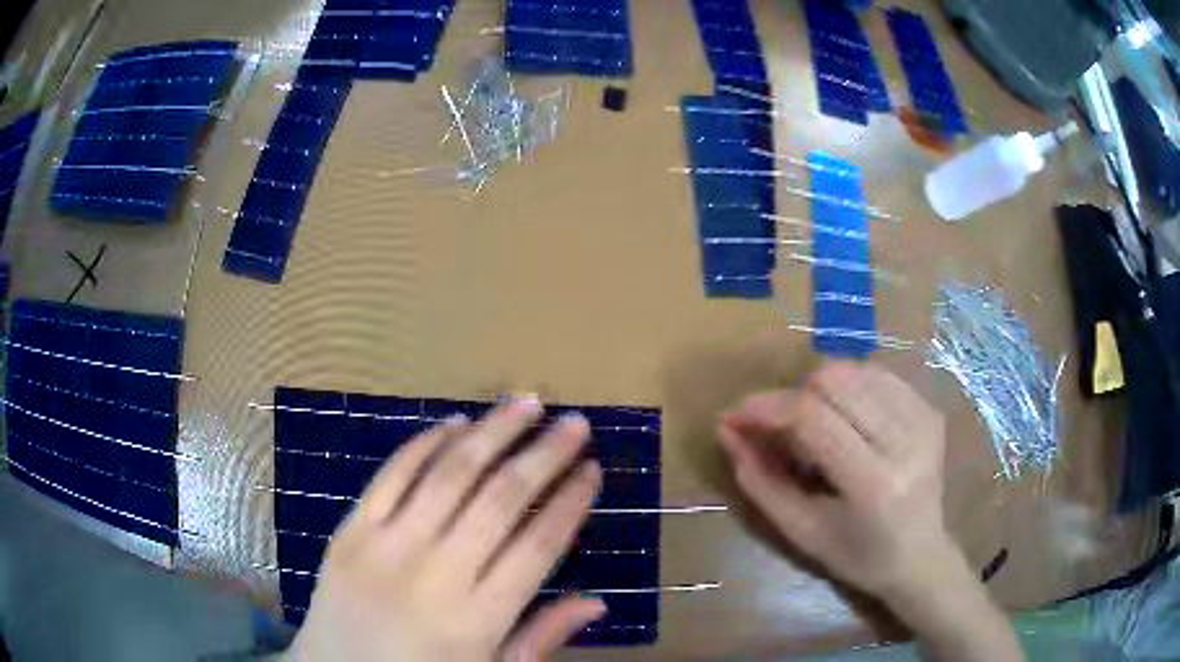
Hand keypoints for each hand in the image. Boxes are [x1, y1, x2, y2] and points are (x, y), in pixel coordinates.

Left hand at [287, 399, 606, 661]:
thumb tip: (598, 602)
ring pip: (447, 475)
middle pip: (498, 500)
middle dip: (544, 456)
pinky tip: (454, 423)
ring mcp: (385, 548)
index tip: (593, 469)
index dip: (569, 503)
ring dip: (491, 433)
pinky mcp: (349, 531)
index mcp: (476, 620)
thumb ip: (541, 639)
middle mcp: (434, 576)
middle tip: (575, 424)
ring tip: (526, 403)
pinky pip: (391, 477)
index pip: (537, 546)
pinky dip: (424, 445)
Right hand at [717, 361, 950, 600]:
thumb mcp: (800, 530)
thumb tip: (727, 430)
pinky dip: (848, 387)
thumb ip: (759, 480)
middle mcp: (905, 440)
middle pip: (834, 381)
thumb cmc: (856, 556)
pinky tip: (844, 416)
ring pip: (854, 370)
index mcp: (873, 483)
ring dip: (819, 390)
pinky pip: (877, 374)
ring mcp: (923, 418)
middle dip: (792, 396)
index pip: (813, 417)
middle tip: (779, 428)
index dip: (767, 408)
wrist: (920, 556)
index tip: (736, 415)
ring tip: (813, 425)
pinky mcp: (929, 409)